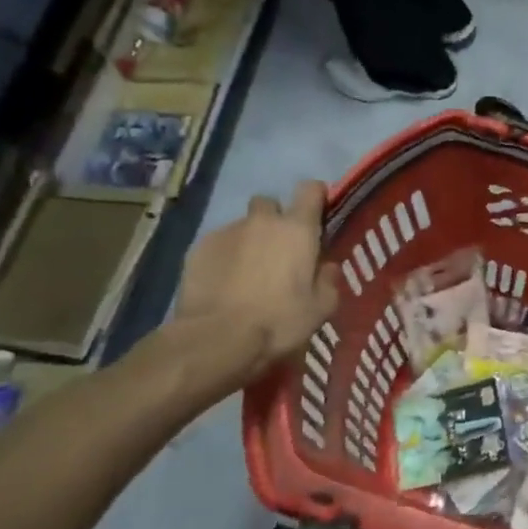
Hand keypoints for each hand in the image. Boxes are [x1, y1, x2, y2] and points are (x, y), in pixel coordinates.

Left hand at [176, 183, 340, 383]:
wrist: (217, 338)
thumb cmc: (279, 320)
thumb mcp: (321, 308)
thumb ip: (329, 280)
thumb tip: (327, 267)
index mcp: (298, 229)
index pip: (310, 190)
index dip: (315, 196)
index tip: (317, 213)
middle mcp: (262, 221)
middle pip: (270, 203)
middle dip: (275, 219)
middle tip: (278, 249)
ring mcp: (227, 232)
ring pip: (242, 225)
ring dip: (249, 239)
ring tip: (247, 271)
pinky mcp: (198, 248)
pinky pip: (218, 243)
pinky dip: (225, 256)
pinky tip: (224, 282)